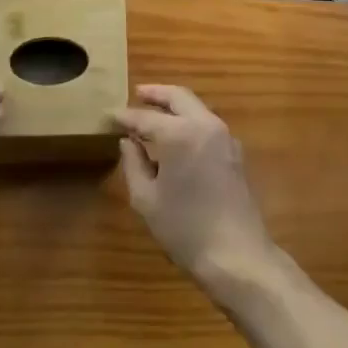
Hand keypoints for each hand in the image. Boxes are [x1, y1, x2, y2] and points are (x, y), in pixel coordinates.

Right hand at [115, 85, 277, 287]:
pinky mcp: (234, 150)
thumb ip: (133, 164)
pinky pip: (207, 123)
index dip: (125, 116)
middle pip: (178, 97)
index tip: (110, 114)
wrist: (237, 255)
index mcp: (180, 133)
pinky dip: (189, 119)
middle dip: (156, 93)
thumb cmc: (185, 229)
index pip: (145, 117)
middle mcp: (204, 124)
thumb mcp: (147, 199)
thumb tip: (128, 141)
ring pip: (195, 107)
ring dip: (174, 105)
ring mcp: (224, 136)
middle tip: (137, 93)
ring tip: (154, 112)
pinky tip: (177, 135)